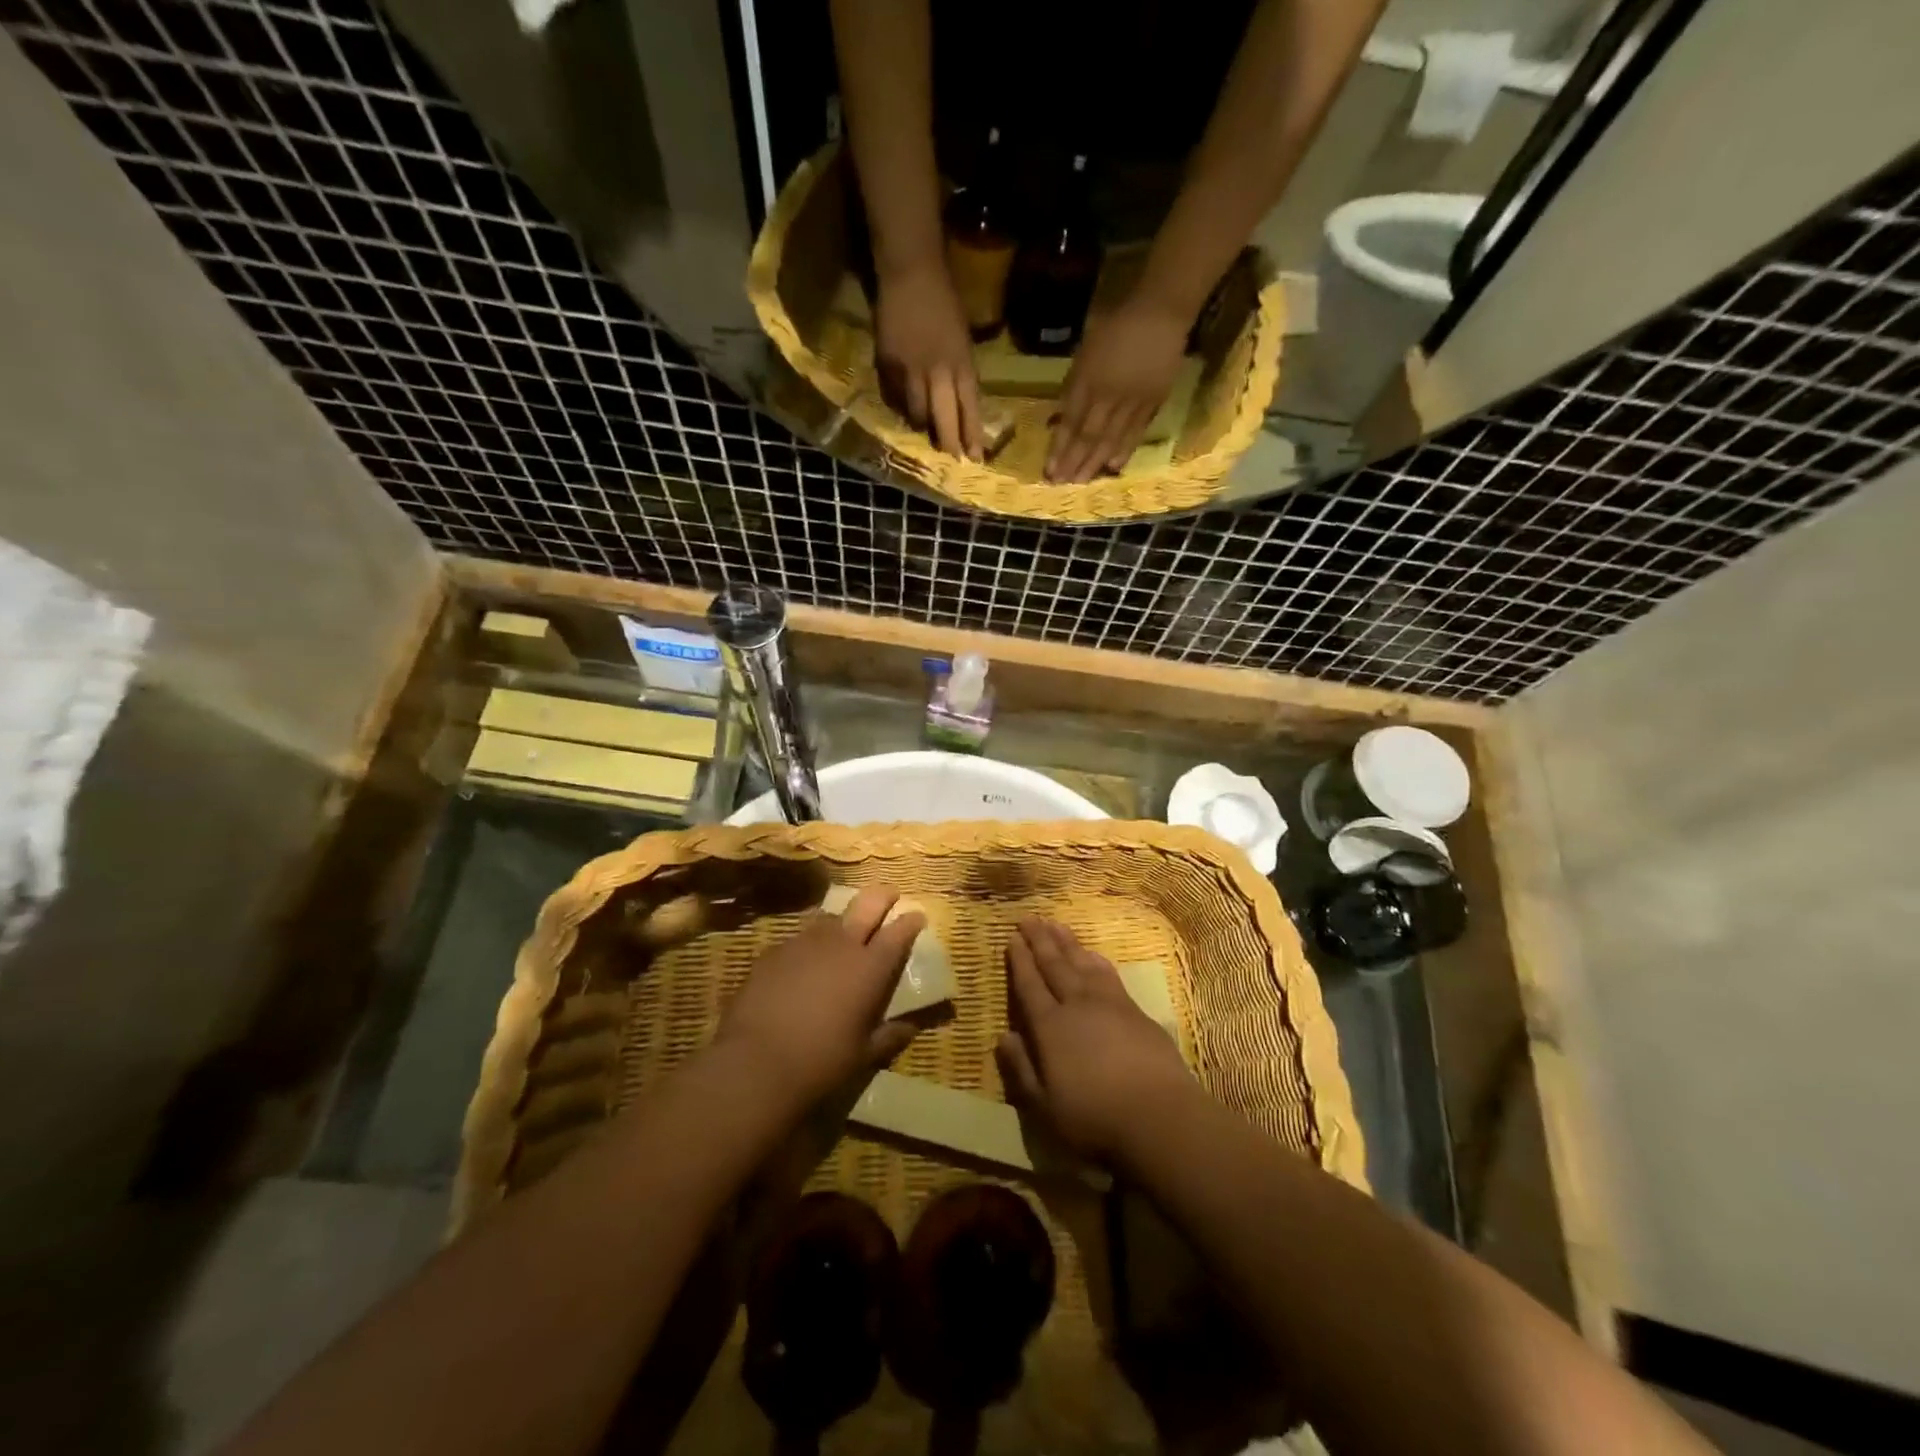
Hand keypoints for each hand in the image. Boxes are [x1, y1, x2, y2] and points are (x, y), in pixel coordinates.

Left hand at [715, 887, 925, 1107]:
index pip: (899, 931)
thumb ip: (891, 1035)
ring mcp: (804, 943)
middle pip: (868, 904)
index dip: (910, 921)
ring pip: (831, 919)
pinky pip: (799, 940)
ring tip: (842, 936)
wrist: (755, 1063)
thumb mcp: (865, 1054)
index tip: (917, 915)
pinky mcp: (774, 951)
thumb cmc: (821, 1061)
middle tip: (890, 895)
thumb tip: (912, 1026)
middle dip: (883, 896)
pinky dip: (809, 947)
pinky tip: (802, 966)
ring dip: (843, 922)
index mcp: (870, 967)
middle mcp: (841, 944)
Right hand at [875, 262, 983, 459]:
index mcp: (962, 363)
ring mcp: (911, 370)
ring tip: (924, 430)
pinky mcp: (888, 365)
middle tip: (951, 460)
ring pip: (916, 413)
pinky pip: (894, 396)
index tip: (975, 459)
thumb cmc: (944, 301)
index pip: (969, 409)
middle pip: (943, 419)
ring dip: (921, 425)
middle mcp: (938, 372)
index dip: (971, 436)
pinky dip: (899, 405)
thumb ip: (962, 373)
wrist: (911, 272)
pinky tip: (902, 407)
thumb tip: (961, 405)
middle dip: (948, 443)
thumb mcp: (963, 339)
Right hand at [995, 918, 1193, 1162]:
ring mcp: (1109, 1004)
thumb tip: (1003, 1037)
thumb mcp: (1044, 1107)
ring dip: (1067, 942)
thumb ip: (1022, 1069)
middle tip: (1030, 918)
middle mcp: (1077, 1006)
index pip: (1029, 986)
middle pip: (1055, 966)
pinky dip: (1096, 959)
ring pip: (1082, 963)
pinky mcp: (1135, 1011)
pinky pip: (1109, 974)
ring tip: (1056, 924)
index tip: (1012, 938)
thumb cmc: (1094, 1118)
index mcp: (1050, 1028)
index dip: (1020, 962)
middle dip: (1040, 941)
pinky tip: (1092, 953)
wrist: (1160, 1116)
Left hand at [1046, 297, 1190, 482]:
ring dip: (1094, 462)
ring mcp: (1132, 401)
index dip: (1059, 448)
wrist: (1161, 311)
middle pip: (1088, 436)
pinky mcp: (1153, 402)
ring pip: (1110, 438)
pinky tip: (1113, 466)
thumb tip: (1062, 417)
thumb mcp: (1085, 351)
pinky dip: (1124, 450)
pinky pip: (1136, 431)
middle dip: (1073, 462)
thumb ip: (1075, 385)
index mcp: (1088, 380)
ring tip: (1083, 482)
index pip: (1070, 422)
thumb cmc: (1116, 324)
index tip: (1049, 470)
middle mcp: (1108, 396)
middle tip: (1063, 484)